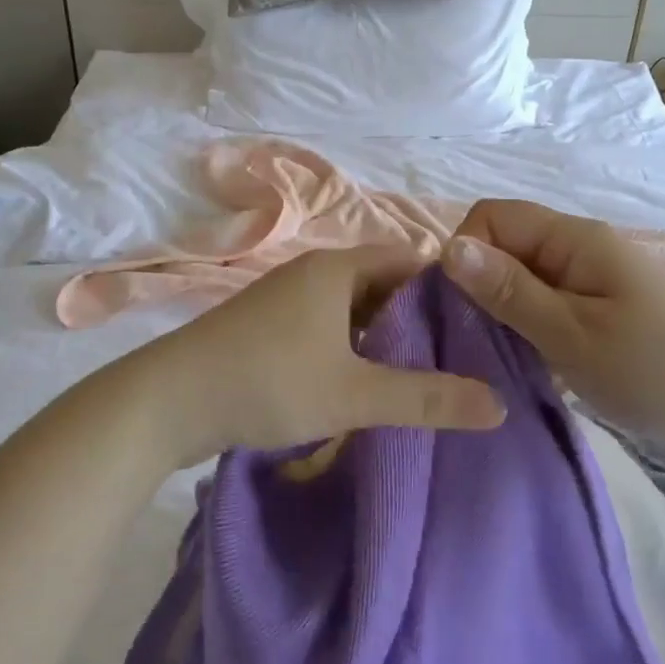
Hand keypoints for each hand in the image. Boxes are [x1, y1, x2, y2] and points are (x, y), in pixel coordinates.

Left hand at [129, 245, 506, 465]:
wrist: (166, 401)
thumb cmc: (268, 381)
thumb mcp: (355, 394)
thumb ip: (427, 398)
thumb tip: (499, 404)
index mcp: (336, 268)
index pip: (408, 259)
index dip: (446, 287)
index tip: (479, 322)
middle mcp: (312, 272)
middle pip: (381, 284)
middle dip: (417, 316)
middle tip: (459, 354)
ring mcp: (285, 298)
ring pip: (351, 308)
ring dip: (383, 336)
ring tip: (422, 372)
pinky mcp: (267, 326)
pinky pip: (326, 326)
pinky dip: (352, 346)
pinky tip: (365, 381)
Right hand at [441, 199, 664, 465]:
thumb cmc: (657, 372)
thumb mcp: (572, 335)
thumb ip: (509, 291)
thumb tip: (448, 247)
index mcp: (574, 238)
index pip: (492, 215)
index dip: (465, 251)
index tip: (459, 306)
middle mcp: (581, 246)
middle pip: (506, 243)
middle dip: (479, 283)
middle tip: (474, 339)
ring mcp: (593, 278)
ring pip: (523, 275)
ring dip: (502, 308)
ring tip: (496, 354)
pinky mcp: (602, 307)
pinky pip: (545, 300)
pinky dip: (527, 323)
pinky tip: (527, 358)